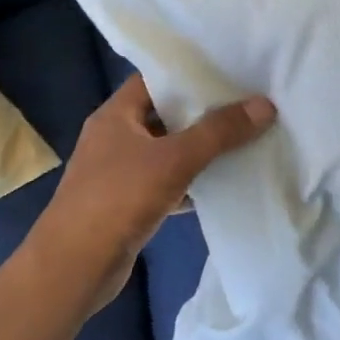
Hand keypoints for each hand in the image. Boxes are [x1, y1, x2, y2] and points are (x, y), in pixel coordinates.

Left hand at [31, 75, 275, 316]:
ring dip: (200, 149)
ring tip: (244, 137)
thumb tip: (265, 104)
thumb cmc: (118, 199)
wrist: (73, 269)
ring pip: (168, 151)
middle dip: (203, 112)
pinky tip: (223, 184)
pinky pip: (166, 183)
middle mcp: (114, 137)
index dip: (189, 72)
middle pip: (165, 114)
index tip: (229, 70)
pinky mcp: (127, 204)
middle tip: (247, 102)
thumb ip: (219, 132)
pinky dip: (191, 183)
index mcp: (115, 115)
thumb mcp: (174, 159)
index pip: (155, 79)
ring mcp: (119, 172)